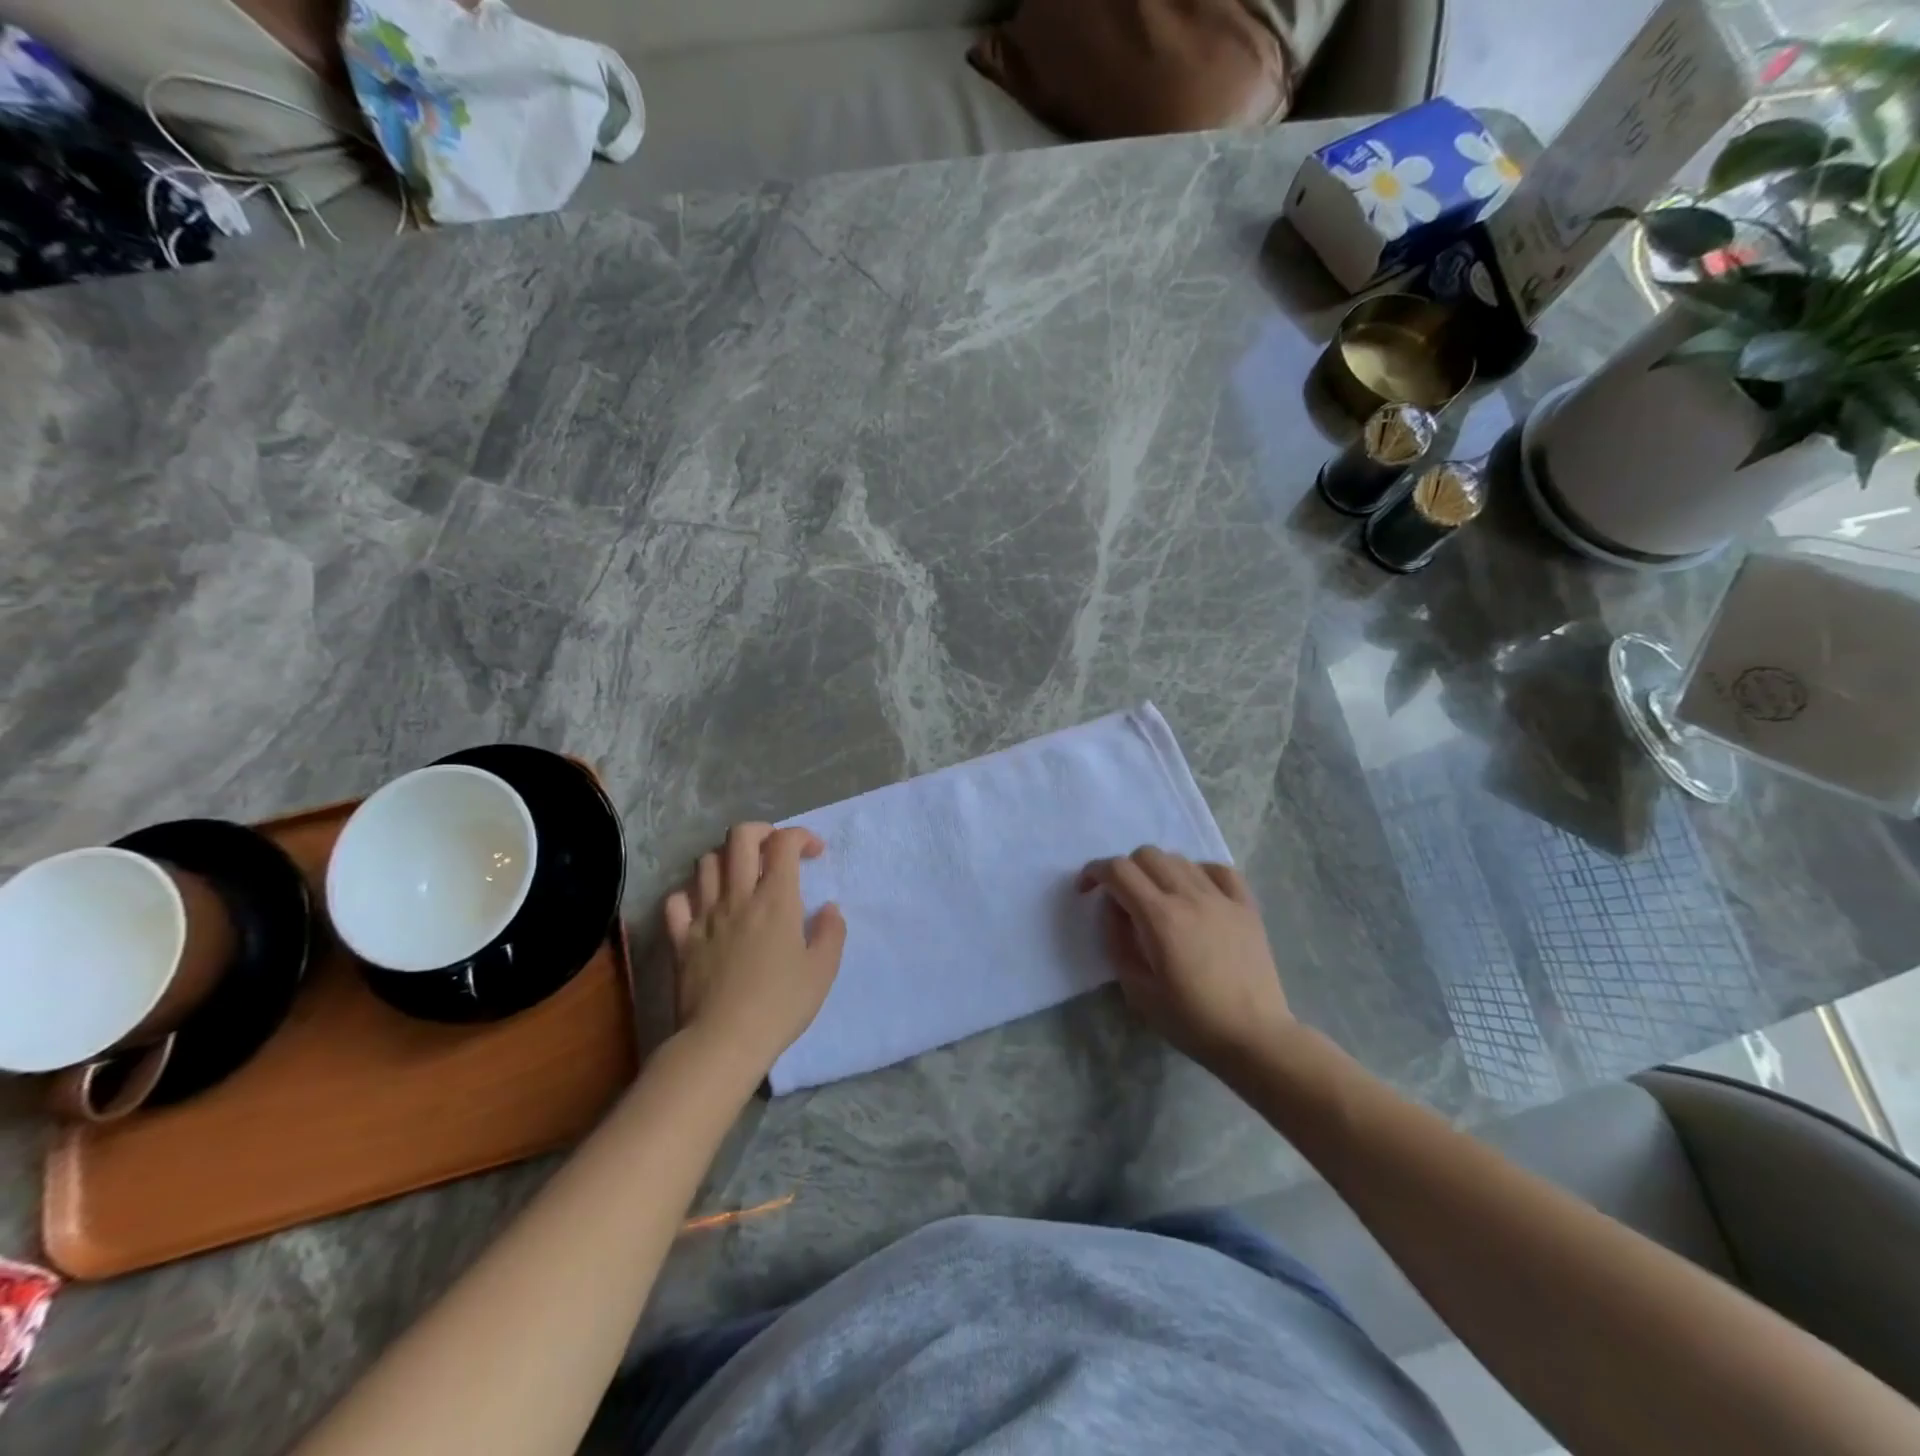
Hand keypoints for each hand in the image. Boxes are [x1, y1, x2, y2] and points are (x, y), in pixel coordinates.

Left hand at [664, 823, 846, 1080]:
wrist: (723, 1041)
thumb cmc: (780, 1005)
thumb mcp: (822, 971)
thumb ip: (831, 933)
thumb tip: (829, 909)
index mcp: (776, 899)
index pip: (785, 843)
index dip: (801, 836)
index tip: (814, 853)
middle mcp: (738, 896)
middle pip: (740, 837)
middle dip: (761, 831)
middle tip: (775, 849)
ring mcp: (704, 915)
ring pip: (706, 862)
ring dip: (726, 859)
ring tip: (741, 875)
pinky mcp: (680, 938)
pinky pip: (676, 899)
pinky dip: (690, 893)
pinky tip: (704, 905)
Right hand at [1077, 847, 1292, 1071]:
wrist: (1255, 1038)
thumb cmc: (1191, 1021)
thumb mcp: (1137, 990)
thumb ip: (1117, 941)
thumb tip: (1113, 908)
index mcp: (1160, 917)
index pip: (1118, 870)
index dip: (1094, 872)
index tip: (1086, 890)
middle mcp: (1190, 896)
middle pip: (1147, 855)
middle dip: (1124, 870)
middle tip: (1120, 898)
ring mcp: (1222, 898)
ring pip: (1179, 858)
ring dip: (1158, 870)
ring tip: (1157, 898)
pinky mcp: (1247, 907)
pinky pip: (1218, 870)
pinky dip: (1198, 872)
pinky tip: (1195, 893)